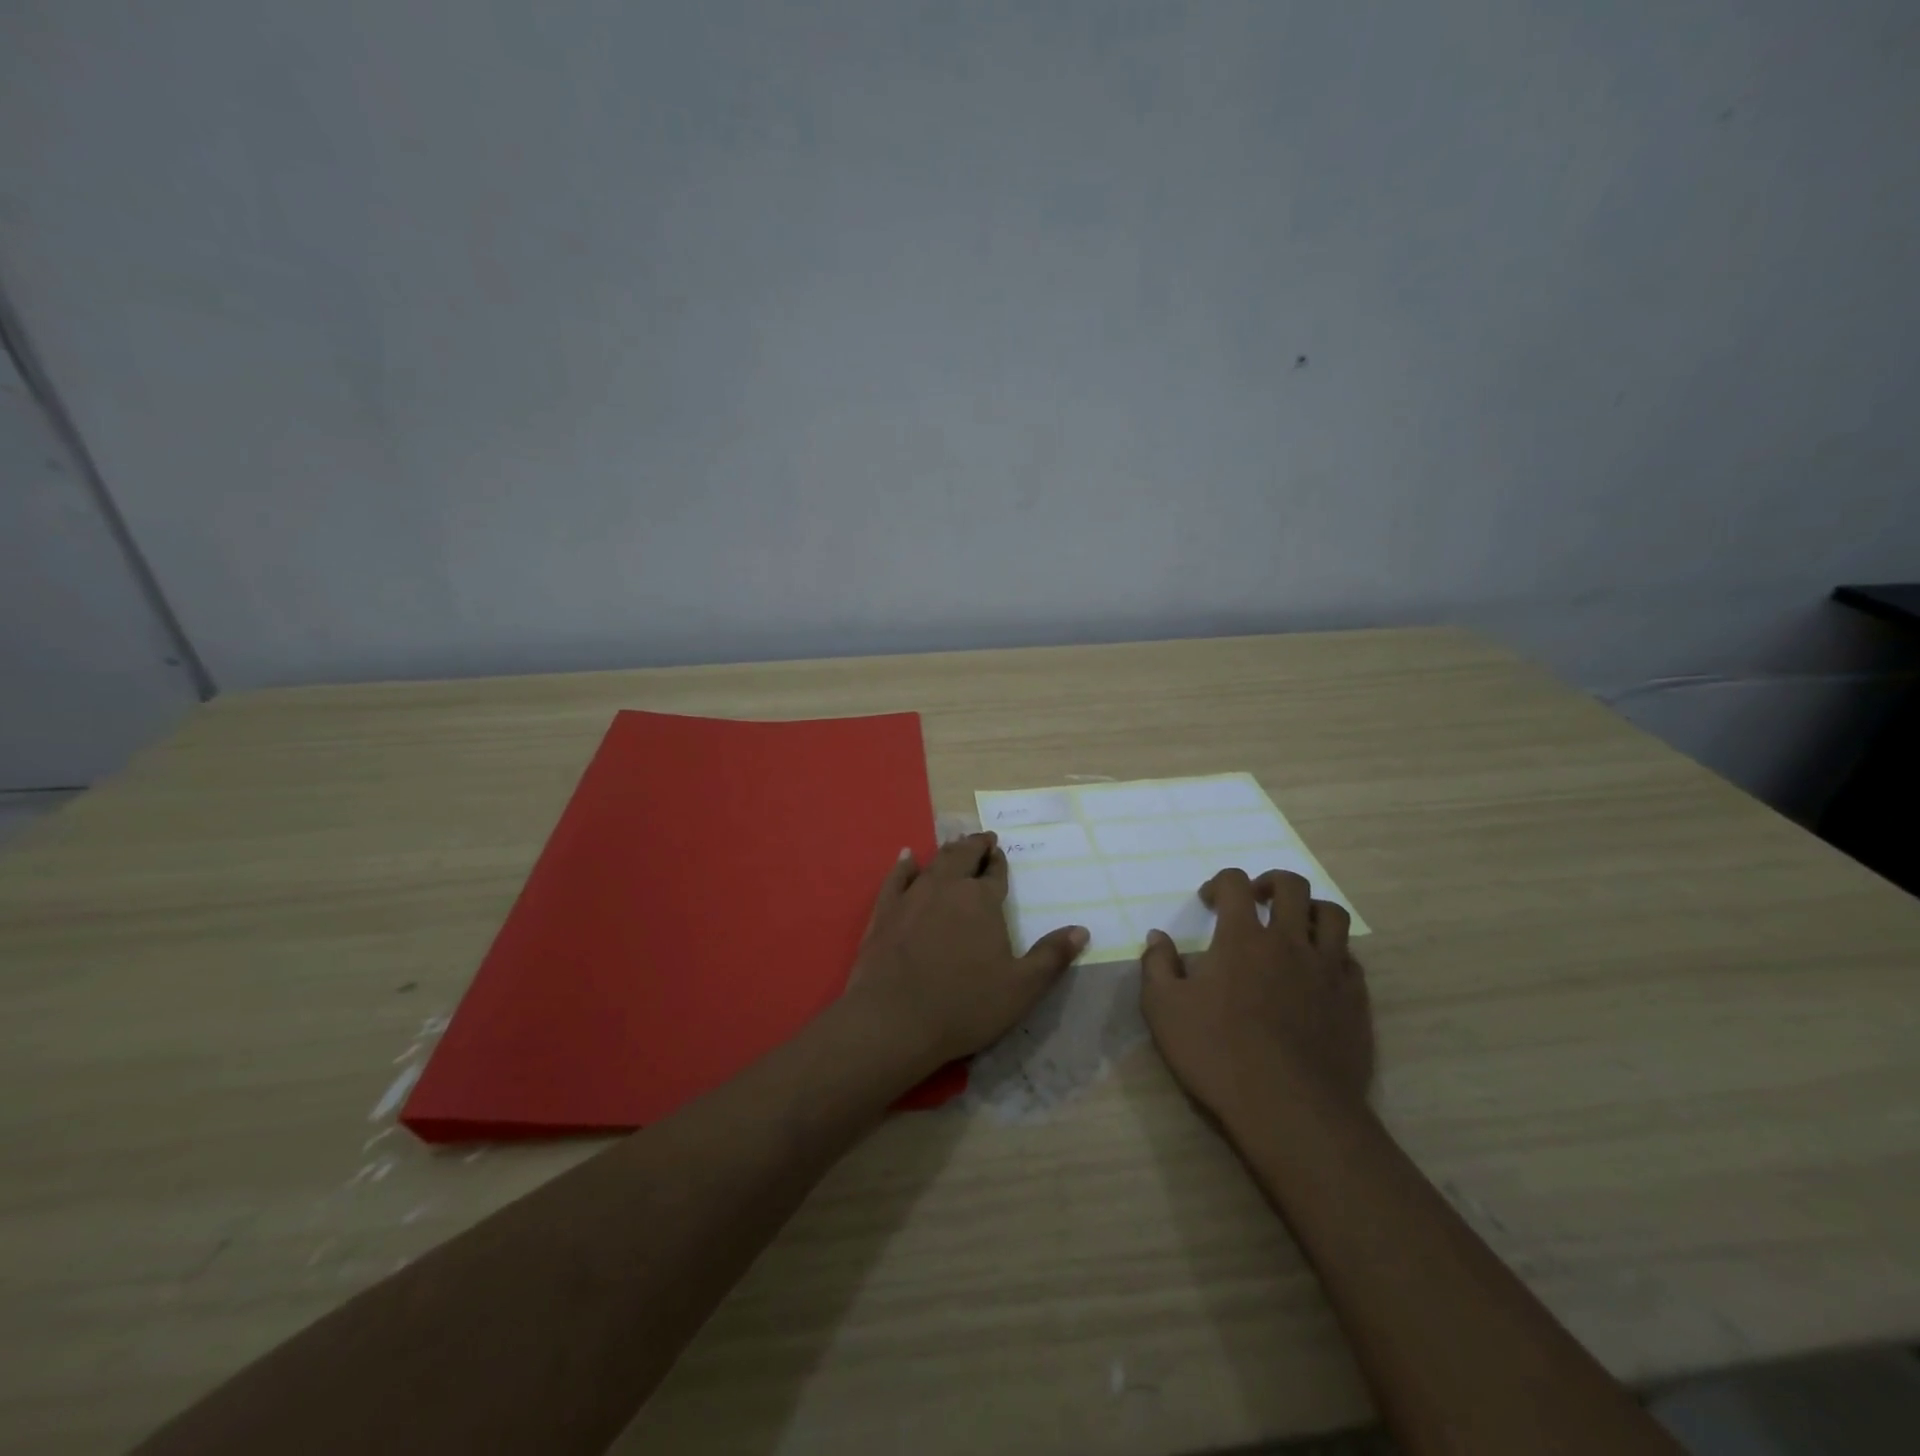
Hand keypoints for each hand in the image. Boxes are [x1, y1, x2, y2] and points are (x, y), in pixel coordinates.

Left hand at [846, 832, 1088, 1069]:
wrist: (893, 1020)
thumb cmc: (964, 1006)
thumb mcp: (1021, 989)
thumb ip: (1052, 957)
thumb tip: (1082, 930)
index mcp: (982, 901)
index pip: (995, 873)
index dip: (999, 862)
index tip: (1001, 852)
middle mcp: (948, 888)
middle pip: (963, 856)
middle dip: (975, 846)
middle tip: (983, 839)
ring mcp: (912, 896)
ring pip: (933, 862)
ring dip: (947, 851)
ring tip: (955, 843)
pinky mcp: (885, 911)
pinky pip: (896, 877)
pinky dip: (904, 864)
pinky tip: (906, 857)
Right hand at [1141, 868, 1372, 1127]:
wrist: (1291, 1110)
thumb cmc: (1218, 1054)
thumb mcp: (1164, 1010)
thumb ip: (1157, 965)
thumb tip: (1157, 936)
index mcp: (1242, 938)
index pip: (1235, 883)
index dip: (1220, 882)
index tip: (1208, 901)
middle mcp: (1289, 942)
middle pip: (1292, 886)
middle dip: (1271, 883)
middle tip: (1256, 900)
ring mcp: (1328, 970)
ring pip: (1332, 915)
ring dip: (1311, 909)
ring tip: (1295, 926)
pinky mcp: (1355, 1000)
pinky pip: (1351, 959)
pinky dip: (1334, 953)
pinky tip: (1319, 972)